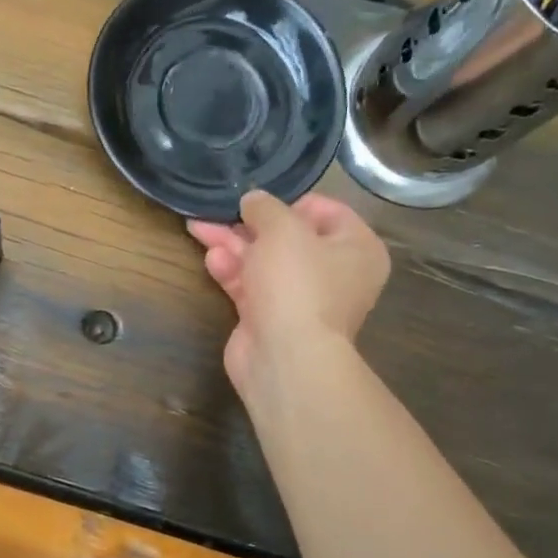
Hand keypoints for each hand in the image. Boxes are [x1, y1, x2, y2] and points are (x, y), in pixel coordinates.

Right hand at [187, 190, 390, 394]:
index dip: (291, 202)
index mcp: (357, 248)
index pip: (327, 211)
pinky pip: (250, 285)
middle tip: (220, 210)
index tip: (261, 200)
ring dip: (234, 245)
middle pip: (288, 237)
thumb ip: (265, 207)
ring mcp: (300, 299)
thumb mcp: (283, 229)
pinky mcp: (270, 318)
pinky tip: (211, 258)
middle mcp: (334, 273)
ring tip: (200, 228)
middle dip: (250, 224)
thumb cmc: (297, 283)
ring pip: (263, 261)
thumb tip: (253, 200)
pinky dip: (232, 270)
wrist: (285, 357)